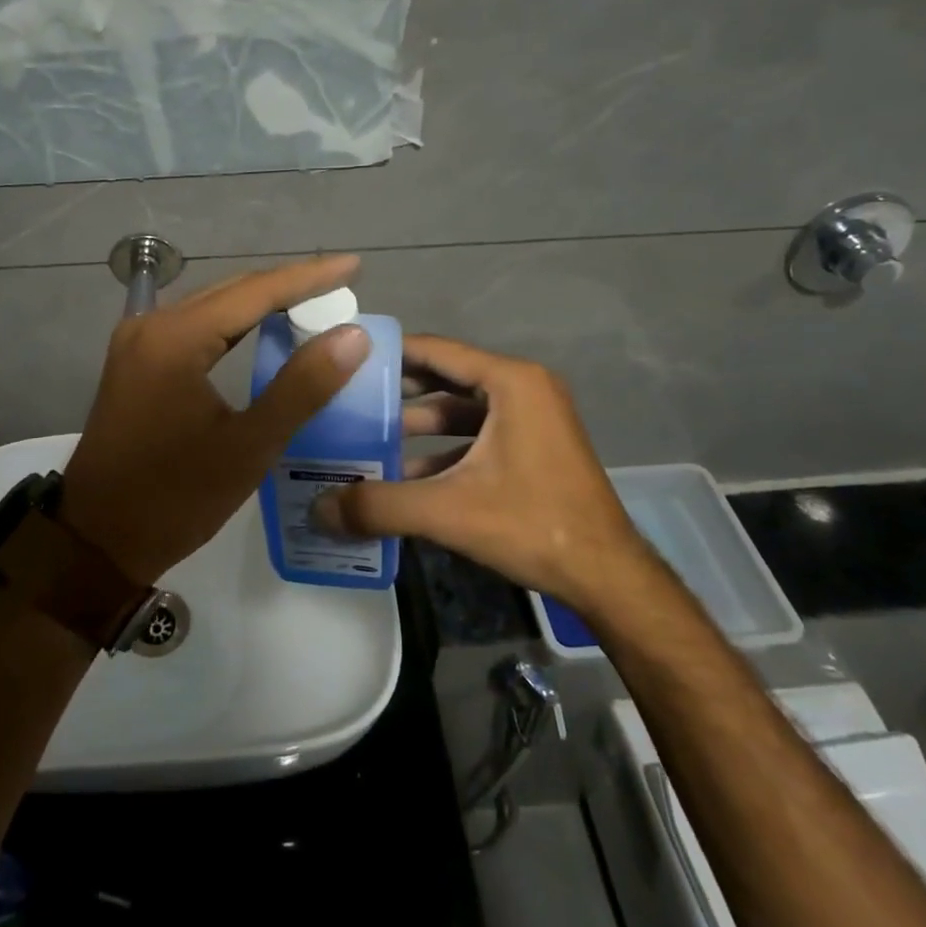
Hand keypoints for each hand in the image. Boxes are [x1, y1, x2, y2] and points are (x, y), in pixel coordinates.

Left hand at [58, 256, 370, 584]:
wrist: (97, 540)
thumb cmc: (175, 498)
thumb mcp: (248, 446)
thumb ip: (302, 386)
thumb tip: (351, 335)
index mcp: (175, 338)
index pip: (255, 292)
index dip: (308, 277)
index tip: (353, 265)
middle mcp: (151, 325)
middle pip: (231, 291)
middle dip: (288, 286)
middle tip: (340, 286)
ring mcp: (137, 342)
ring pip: (212, 307)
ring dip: (261, 304)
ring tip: (313, 302)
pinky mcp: (135, 362)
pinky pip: (194, 327)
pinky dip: (233, 325)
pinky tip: (262, 331)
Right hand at [313, 335, 650, 615]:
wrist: (607, 576)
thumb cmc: (532, 525)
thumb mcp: (448, 511)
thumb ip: (379, 505)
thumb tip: (318, 508)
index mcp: (510, 382)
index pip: (436, 350)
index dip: (390, 353)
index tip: (347, 361)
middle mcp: (524, 387)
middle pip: (446, 376)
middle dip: (398, 391)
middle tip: (349, 401)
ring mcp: (533, 417)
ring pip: (462, 408)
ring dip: (418, 423)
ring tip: (369, 438)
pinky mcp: (535, 445)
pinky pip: (479, 433)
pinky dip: (444, 447)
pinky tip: (408, 474)